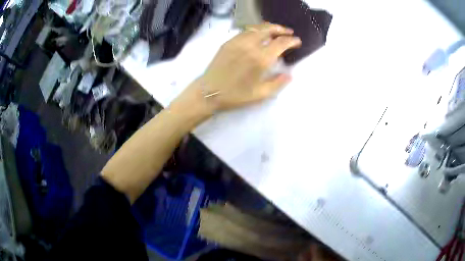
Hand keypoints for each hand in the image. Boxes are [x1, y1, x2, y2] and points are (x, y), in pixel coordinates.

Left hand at [170, 23, 301, 121]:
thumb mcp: (261, 94)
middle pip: (269, 29)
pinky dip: (256, 30)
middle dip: (281, 29)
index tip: (297, 41)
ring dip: (269, 27)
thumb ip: (278, 83)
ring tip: (276, 30)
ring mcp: (237, 42)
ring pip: (257, 27)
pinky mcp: (228, 42)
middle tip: (289, 32)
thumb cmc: (235, 96)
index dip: (292, 41)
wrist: (209, 92)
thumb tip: (289, 75)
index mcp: (261, 58)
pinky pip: (245, 31)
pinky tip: (258, 35)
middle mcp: (250, 45)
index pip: (281, 43)